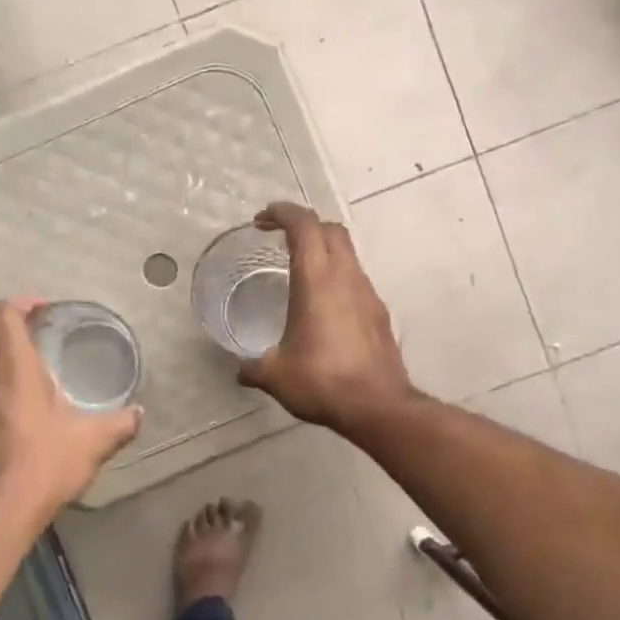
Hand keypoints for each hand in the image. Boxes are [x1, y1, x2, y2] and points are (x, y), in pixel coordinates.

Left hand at [0, 299, 141, 523]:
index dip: (22, 302)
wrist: (9, 505)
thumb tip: (138, 414)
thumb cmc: (49, 462)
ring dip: (10, 348)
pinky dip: (7, 373)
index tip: (47, 307)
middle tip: (48, 326)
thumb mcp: (94, 440)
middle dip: (17, 322)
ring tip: (42, 356)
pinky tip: (33, 393)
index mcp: (16, 369)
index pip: (5, 316)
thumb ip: (120, 423)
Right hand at [238, 202, 414, 432]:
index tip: (262, 220)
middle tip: (280, 240)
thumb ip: (253, 367)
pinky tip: (323, 306)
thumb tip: (240, 370)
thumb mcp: (275, 375)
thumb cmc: (322, 381)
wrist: (377, 405)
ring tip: (299, 272)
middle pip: (330, 230)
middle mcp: (345, 277)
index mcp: (316, 280)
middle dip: (304, 226)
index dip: (282, 213)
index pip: (303, 225)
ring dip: (323, 251)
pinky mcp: (378, 313)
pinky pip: (355, 279)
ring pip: (347, 253)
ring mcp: (367, 293)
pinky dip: (337, 277)